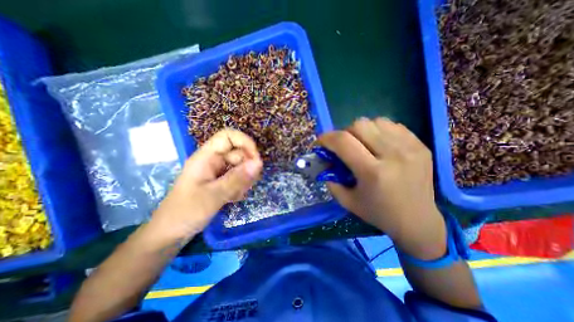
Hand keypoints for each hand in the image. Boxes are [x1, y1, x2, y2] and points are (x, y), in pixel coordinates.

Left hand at [150, 129, 261, 238]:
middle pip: (238, 153)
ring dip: (244, 179)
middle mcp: (213, 160)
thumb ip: (237, 179)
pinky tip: (234, 198)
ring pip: (240, 166)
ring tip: (238, 195)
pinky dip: (241, 186)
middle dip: (247, 167)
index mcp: (206, 157)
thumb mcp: (213, 195)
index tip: (256, 160)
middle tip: (248, 184)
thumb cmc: (185, 212)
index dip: (244, 142)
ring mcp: (217, 171)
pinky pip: (237, 178)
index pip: (228, 136)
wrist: (170, 234)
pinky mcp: (220, 181)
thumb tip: (259, 163)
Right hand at [320, 117, 444, 258]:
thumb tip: (325, 161)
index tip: (321, 142)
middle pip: (359, 125)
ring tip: (363, 144)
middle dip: (344, 133)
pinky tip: (379, 144)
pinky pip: (392, 125)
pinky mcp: (420, 145)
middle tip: (344, 146)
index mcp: (373, 172)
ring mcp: (410, 147)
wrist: (418, 221)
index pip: (343, 141)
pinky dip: (379, 131)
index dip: (327, 137)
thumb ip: (331, 179)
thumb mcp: (347, 201)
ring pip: (376, 121)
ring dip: (362, 131)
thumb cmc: (378, 213)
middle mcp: (393, 155)